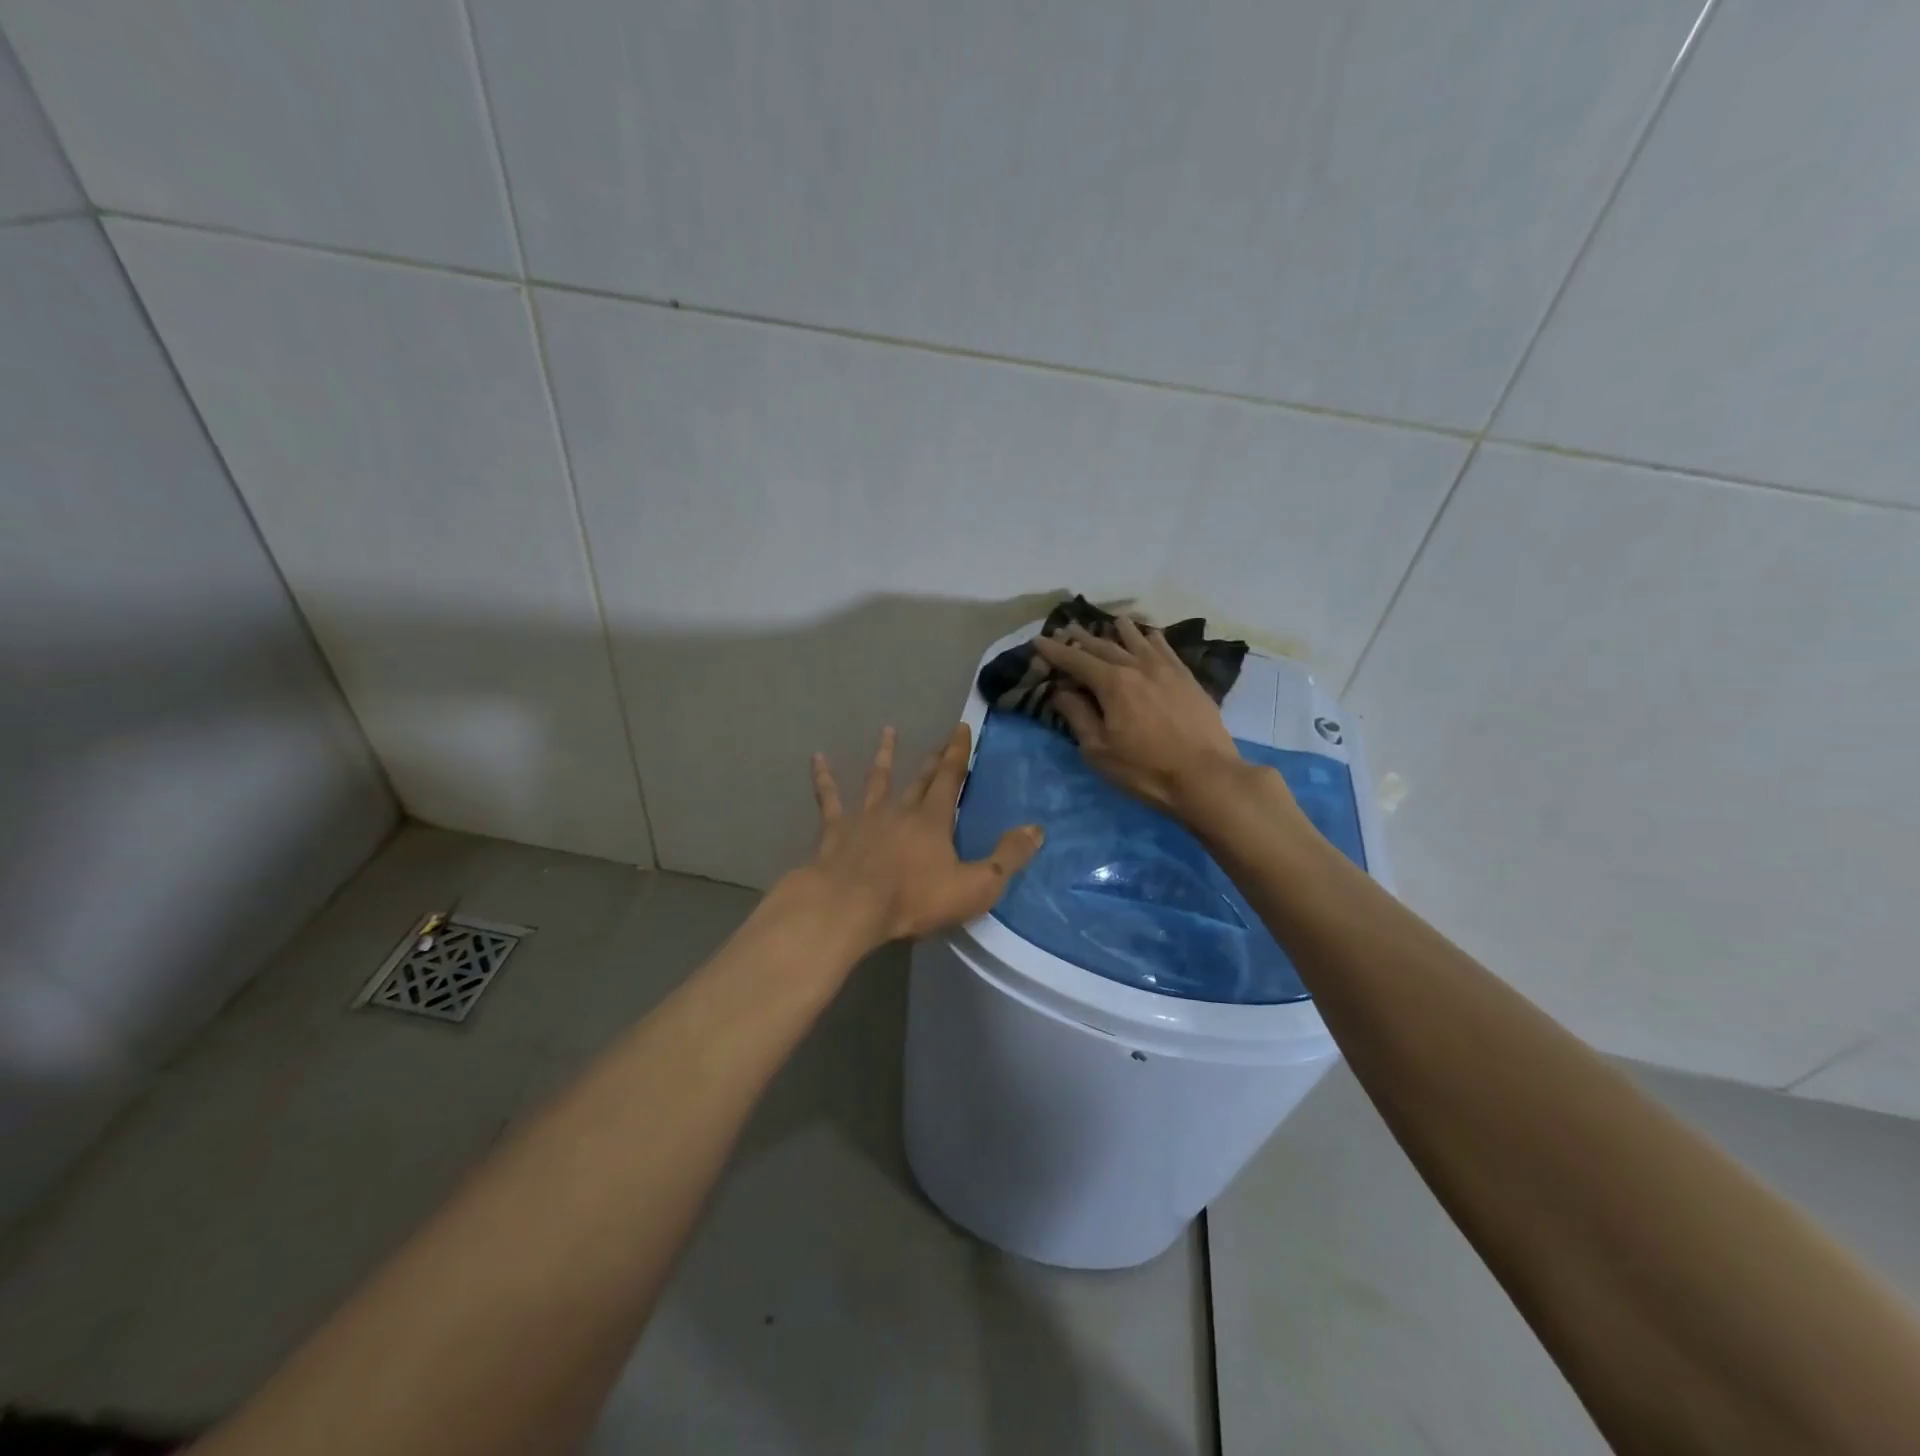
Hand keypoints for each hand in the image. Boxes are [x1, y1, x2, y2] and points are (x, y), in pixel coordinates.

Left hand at [777, 723, 1043, 956]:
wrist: (850, 907)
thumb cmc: (913, 899)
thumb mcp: (975, 886)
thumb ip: (1007, 858)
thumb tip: (1037, 829)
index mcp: (933, 820)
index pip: (950, 779)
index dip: (958, 754)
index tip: (961, 727)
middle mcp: (900, 809)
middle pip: (919, 778)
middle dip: (933, 758)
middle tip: (941, 738)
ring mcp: (865, 817)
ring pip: (877, 779)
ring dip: (884, 756)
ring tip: (887, 731)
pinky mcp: (835, 831)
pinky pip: (829, 799)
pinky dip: (824, 778)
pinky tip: (817, 759)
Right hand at [1032, 615, 1268, 818]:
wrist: (1206, 776)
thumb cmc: (1145, 769)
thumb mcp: (1099, 750)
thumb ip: (1078, 717)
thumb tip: (1061, 692)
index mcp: (1112, 683)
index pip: (1076, 660)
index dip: (1055, 650)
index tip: (1039, 640)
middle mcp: (1138, 667)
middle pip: (1105, 647)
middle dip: (1083, 638)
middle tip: (1067, 627)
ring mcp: (1167, 670)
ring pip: (1139, 641)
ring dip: (1121, 631)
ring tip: (1112, 621)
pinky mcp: (1188, 679)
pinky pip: (1167, 650)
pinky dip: (1153, 639)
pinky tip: (1151, 635)